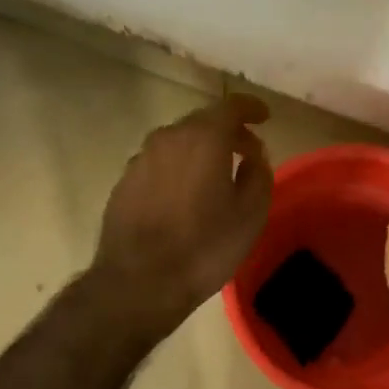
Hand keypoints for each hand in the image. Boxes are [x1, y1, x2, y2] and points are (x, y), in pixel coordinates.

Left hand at [92, 94, 272, 333]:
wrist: (139, 282)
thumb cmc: (204, 248)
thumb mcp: (250, 214)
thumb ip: (258, 174)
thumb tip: (253, 155)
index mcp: (203, 138)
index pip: (231, 106)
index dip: (251, 108)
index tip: (264, 117)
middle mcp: (167, 138)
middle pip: (202, 122)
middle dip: (227, 132)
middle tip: (246, 153)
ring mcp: (140, 159)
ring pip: (177, 143)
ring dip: (199, 152)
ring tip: (215, 176)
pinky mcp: (123, 183)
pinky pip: (158, 165)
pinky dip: (176, 170)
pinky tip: (183, 197)